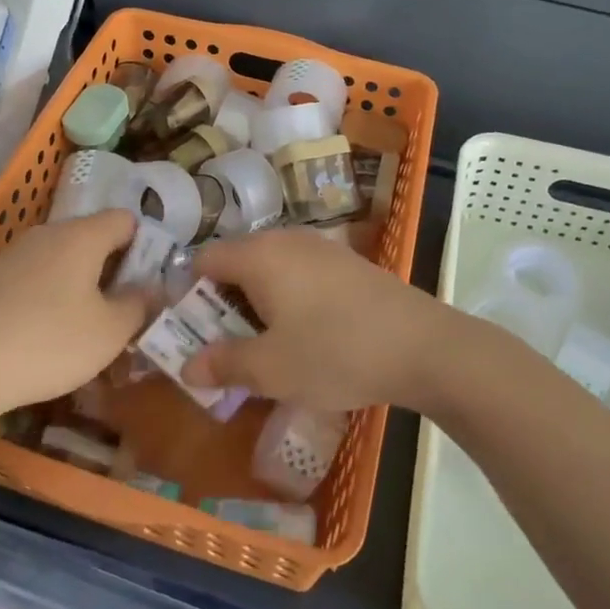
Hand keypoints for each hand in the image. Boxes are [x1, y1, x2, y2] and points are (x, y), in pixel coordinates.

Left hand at [0, 210, 148, 418]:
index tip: (147, 283)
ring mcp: (12, 255)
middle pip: (91, 238)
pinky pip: (33, 279)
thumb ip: (139, 305)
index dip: (144, 245)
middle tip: (120, 312)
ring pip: (60, 260)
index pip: (125, 219)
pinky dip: (46, 298)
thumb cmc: (47, 343)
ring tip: (82, 331)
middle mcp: (46, 234)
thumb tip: (150, 289)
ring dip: (78, 286)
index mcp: (81, 236)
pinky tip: (41, 337)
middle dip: (111, 270)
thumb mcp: (109, 333)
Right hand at [181, 228, 455, 411]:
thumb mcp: (271, 369)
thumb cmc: (335, 353)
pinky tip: (304, 336)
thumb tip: (187, 367)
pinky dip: (287, 300)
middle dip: (222, 304)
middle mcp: (285, 239)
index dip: (188, 295)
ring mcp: (319, 248)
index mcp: (258, 255)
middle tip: (224, 348)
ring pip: (269, 270)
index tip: (191, 333)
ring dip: (255, 304)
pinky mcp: (346, 263)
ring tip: (263, 347)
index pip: (203, 260)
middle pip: (236, 263)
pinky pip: (298, 274)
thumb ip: (224, 364)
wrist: (423, 346)